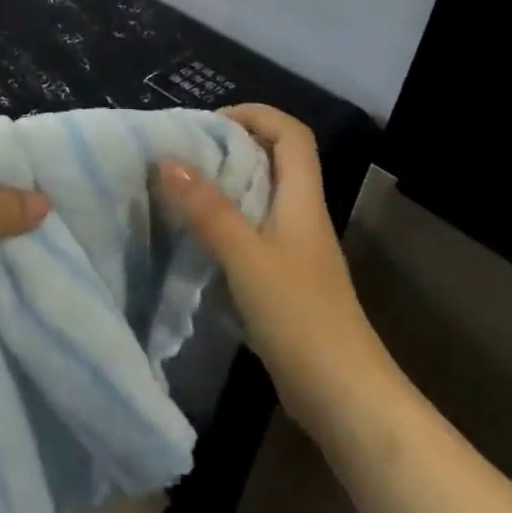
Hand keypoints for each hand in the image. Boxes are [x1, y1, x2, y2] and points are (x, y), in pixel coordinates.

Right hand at [157, 104, 380, 425]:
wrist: (344, 397)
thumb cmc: (300, 317)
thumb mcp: (247, 257)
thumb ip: (208, 209)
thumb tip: (168, 160)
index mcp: (302, 200)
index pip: (291, 134)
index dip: (255, 115)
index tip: (208, 122)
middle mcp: (301, 216)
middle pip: (273, 160)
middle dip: (230, 146)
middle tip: (182, 152)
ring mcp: (293, 250)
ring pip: (259, 197)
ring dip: (223, 185)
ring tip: (178, 187)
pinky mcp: (283, 280)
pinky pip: (250, 233)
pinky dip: (222, 223)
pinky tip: (192, 237)